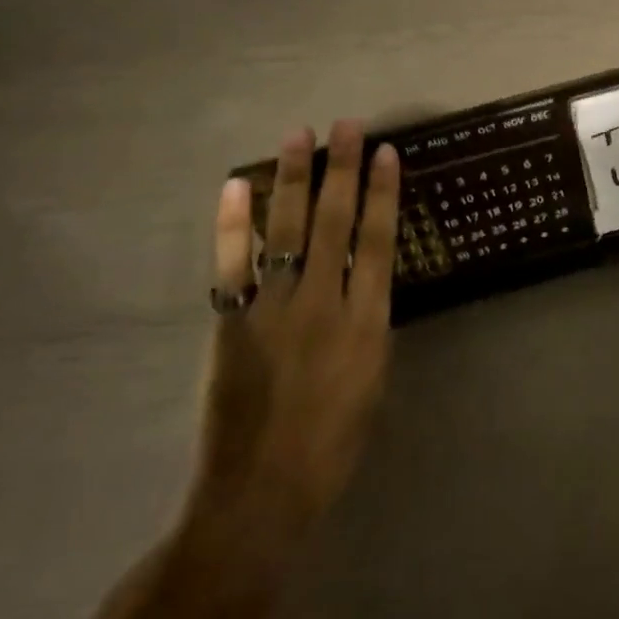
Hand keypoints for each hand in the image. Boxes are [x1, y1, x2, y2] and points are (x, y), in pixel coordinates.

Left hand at [184, 120, 399, 546]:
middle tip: (347, 125)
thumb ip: (369, 324)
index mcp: (366, 323)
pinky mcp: (232, 321)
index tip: (386, 153)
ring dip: (293, 180)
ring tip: (297, 135)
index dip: (383, 193)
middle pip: (335, 222)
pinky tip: (236, 185)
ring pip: (287, 229)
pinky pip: (233, 261)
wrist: (261, 493)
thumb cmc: (332, 444)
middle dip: (342, 169)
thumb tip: (363, 281)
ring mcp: (274, 309)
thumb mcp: (372, 382)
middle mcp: (323, 304)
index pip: (378, 241)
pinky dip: (233, 221)